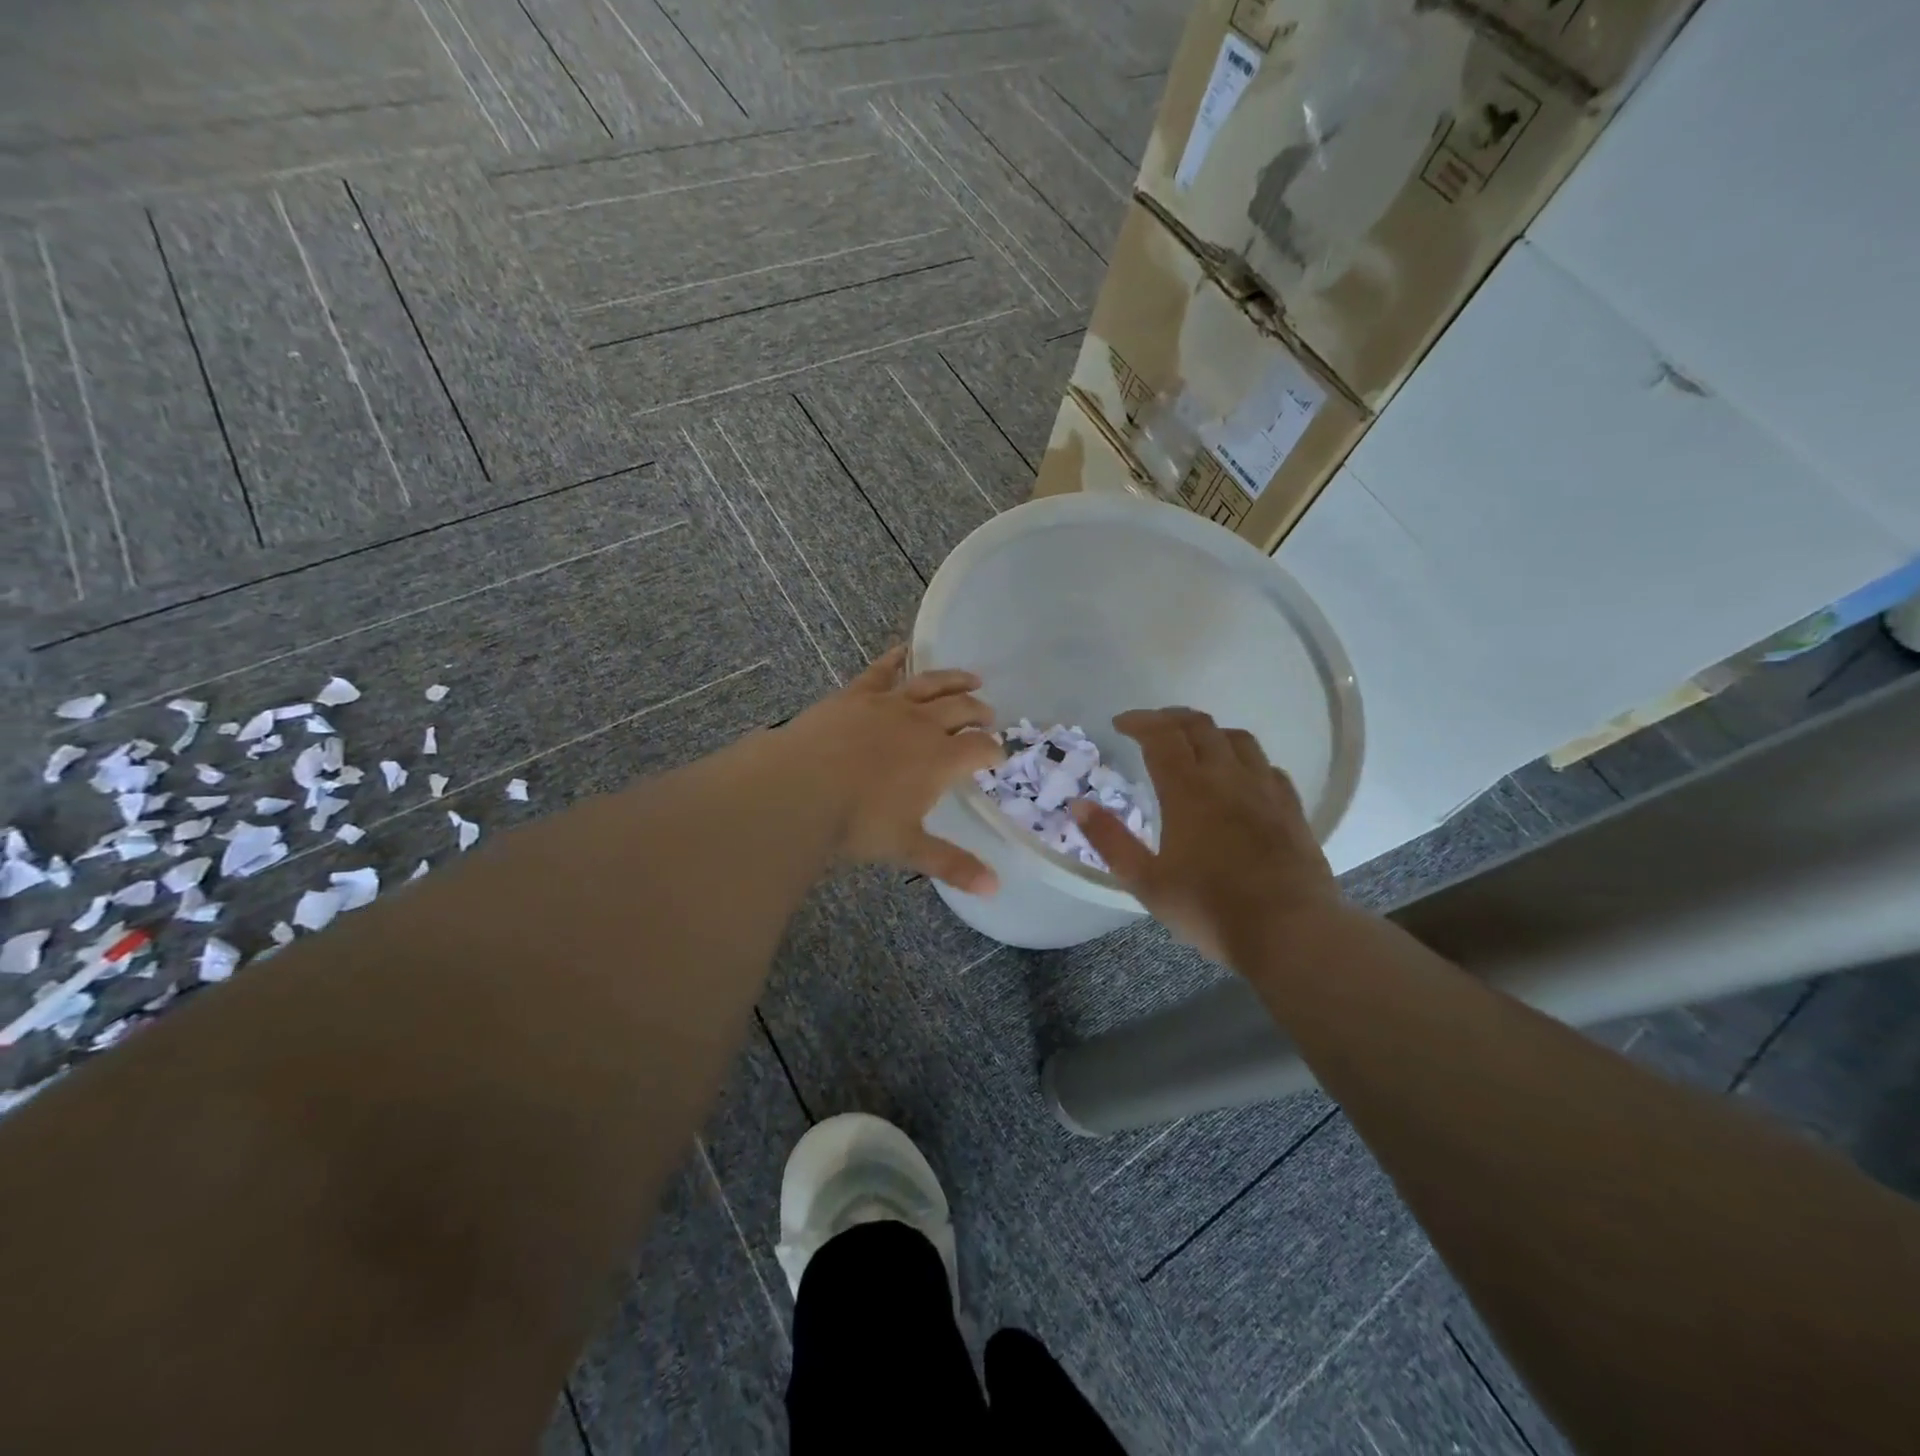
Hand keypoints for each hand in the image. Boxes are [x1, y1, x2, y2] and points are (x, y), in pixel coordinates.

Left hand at [783, 646, 1004, 892]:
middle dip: (980, 713)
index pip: (981, 748)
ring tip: (972, 679)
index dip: (994, 750)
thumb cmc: (857, 822)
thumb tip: (994, 890)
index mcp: (941, 759)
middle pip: (963, 710)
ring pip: (932, 685)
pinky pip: (882, 670)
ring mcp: (889, 704)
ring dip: (955, 680)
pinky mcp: (857, 694)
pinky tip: (904, 650)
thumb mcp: (908, 847)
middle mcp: (923, 724)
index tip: (999, 755)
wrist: (800, 788)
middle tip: (989, 716)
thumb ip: (952, 864)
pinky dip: (897, 659)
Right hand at [1072, 708, 1340, 962]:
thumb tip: (1078, 804)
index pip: (1161, 735)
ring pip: (1238, 739)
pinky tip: (1240, 776)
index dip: (1139, 721)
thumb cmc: (1209, 910)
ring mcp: (1265, 791)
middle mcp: (1228, 778)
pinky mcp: (1291, 809)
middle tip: (1151, 727)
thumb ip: (1110, 840)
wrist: (1291, 933)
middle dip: (1170, 719)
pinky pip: (1267, 766)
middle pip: (1200, 727)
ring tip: (1194, 744)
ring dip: (1210, 732)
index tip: (1120, 723)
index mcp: (1188, 790)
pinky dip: (1244, 759)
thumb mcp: (1146, 882)